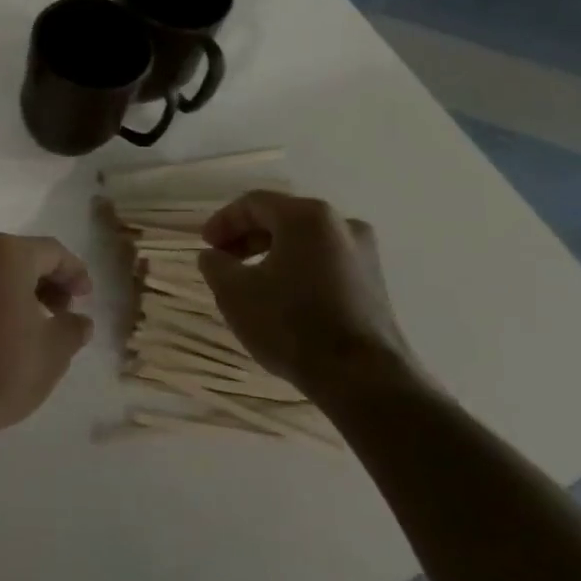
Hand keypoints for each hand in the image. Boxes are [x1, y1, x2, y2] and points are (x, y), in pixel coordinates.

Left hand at [0, 234, 94, 448]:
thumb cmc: (0, 368)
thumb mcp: (54, 351)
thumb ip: (73, 327)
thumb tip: (77, 321)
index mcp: (4, 253)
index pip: (51, 252)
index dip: (74, 273)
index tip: (86, 298)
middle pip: (18, 256)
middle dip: (44, 281)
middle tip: (62, 313)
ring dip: (15, 290)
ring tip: (31, 326)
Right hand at [196, 191, 421, 403]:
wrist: (363, 378)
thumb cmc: (291, 324)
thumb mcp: (234, 293)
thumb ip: (216, 265)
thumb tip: (214, 256)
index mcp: (307, 217)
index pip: (254, 203)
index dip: (223, 221)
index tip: (205, 246)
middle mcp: (341, 224)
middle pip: (282, 218)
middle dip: (247, 237)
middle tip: (223, 261)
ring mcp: (364, 254)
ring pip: (305, 242)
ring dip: (271, 254)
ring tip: (249, 282)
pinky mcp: (374, 283)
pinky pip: (325, 262)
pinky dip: (297, 270)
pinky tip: (282, 298)